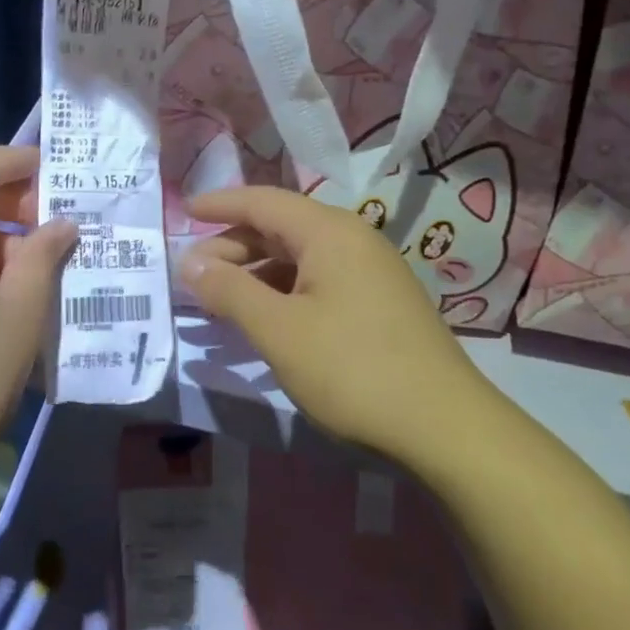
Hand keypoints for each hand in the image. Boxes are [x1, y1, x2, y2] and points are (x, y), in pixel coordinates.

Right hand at [178, 186, 481, 460]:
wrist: (446, 428)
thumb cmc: (353, 369)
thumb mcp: (279, 330)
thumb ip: (229, 291)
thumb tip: (190, 262)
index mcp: (330, 232)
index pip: (262, 201)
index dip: (219, 204)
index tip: (183, 210)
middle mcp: (352, 239)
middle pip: (280, 227)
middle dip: (233, 246)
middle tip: (193, 274)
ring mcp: (371, 271)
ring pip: (299, 257)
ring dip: (256, 273)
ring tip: (221, 300)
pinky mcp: (379, 302)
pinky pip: (318, 280)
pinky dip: (283, 291)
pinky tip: (266, 319)